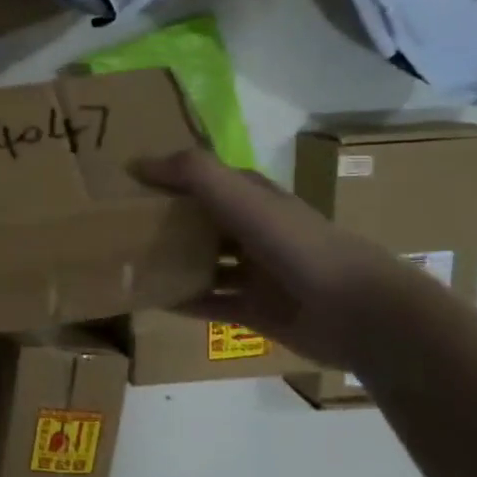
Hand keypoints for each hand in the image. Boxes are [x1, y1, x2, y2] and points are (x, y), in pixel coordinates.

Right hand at [134, 149, 433, 370]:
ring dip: (171, 263)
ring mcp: (256, 274)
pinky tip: (150, 300)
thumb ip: (194, 173)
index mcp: (256, 200)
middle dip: (165, 223)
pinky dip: (182, 301)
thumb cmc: (298, 246)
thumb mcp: (243, 199)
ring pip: (204, 264)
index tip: (129, 184)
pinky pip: (209, 303)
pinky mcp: (255, 310)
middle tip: (117, 226)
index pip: (207, 181)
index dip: (171, 179)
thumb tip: (136, 163)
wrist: (359, 313)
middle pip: (202, 223)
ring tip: (128, 263)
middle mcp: (255, 233)